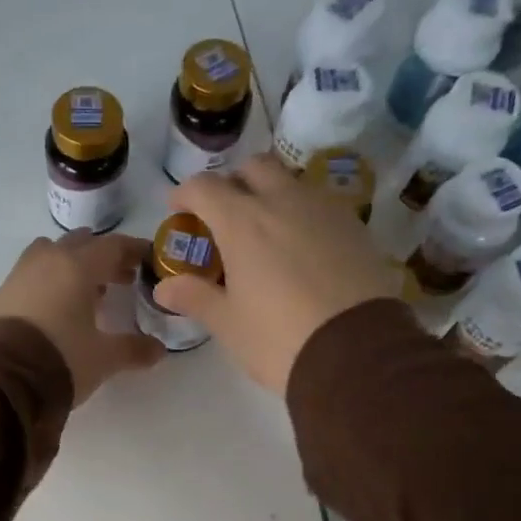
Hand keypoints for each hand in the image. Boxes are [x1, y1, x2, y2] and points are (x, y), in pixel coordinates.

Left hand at [0, 230, 163, 404]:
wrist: (1, 379)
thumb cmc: (61, 358)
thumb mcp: (104, 358)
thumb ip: (133, 350)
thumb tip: (158, 350)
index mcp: (78, 265)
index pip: (114, 245)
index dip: (134, 251)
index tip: (149, 260)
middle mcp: (49, 259)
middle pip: (82, 244)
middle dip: (105, 257)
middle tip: (122, 277)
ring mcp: (22, 273)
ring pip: (53, 253)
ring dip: (74, 264)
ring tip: (88, 290)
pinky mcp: (3, 292)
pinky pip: (34, 272)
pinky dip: (52, 278)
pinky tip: (59, 305)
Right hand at [157, 155, 399, 394]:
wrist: (357, 353)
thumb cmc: (278, 338)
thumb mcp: (228, 323)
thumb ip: (195, 297)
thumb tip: (163, 287)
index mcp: (242, 222)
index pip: (204, 188)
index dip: (185, 195)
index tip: (178, 210)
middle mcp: (283, 202)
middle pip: (254, 167)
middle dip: (234, 182)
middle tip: (225, 214)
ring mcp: (324, 210)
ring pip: (292, 182)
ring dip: (272, 194)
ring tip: (266, 230)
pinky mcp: (356, 227)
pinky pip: (321, 204)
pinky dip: (303, 213)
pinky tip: (302, 246)